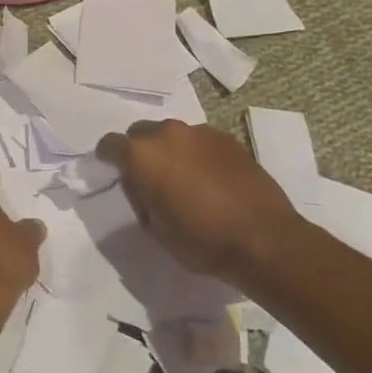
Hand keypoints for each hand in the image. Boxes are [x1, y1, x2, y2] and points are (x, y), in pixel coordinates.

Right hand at [95, 119, 310, 284]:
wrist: (264, 239)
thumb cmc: (201, 240)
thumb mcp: (155, 228)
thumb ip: (140, 197)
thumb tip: (143, 185)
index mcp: (142, 155)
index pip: (110, 144)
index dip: (107, 158)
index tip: (112, 172)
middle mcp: (168, 133)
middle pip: (141, 132)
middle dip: (139, 151)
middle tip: (149, 178)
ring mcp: (201, 132)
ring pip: (172, 134)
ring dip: (170, 151)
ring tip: (183, 179)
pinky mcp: (228, 139)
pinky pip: (199, 141)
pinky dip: (196, 154)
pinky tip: (209, 179)